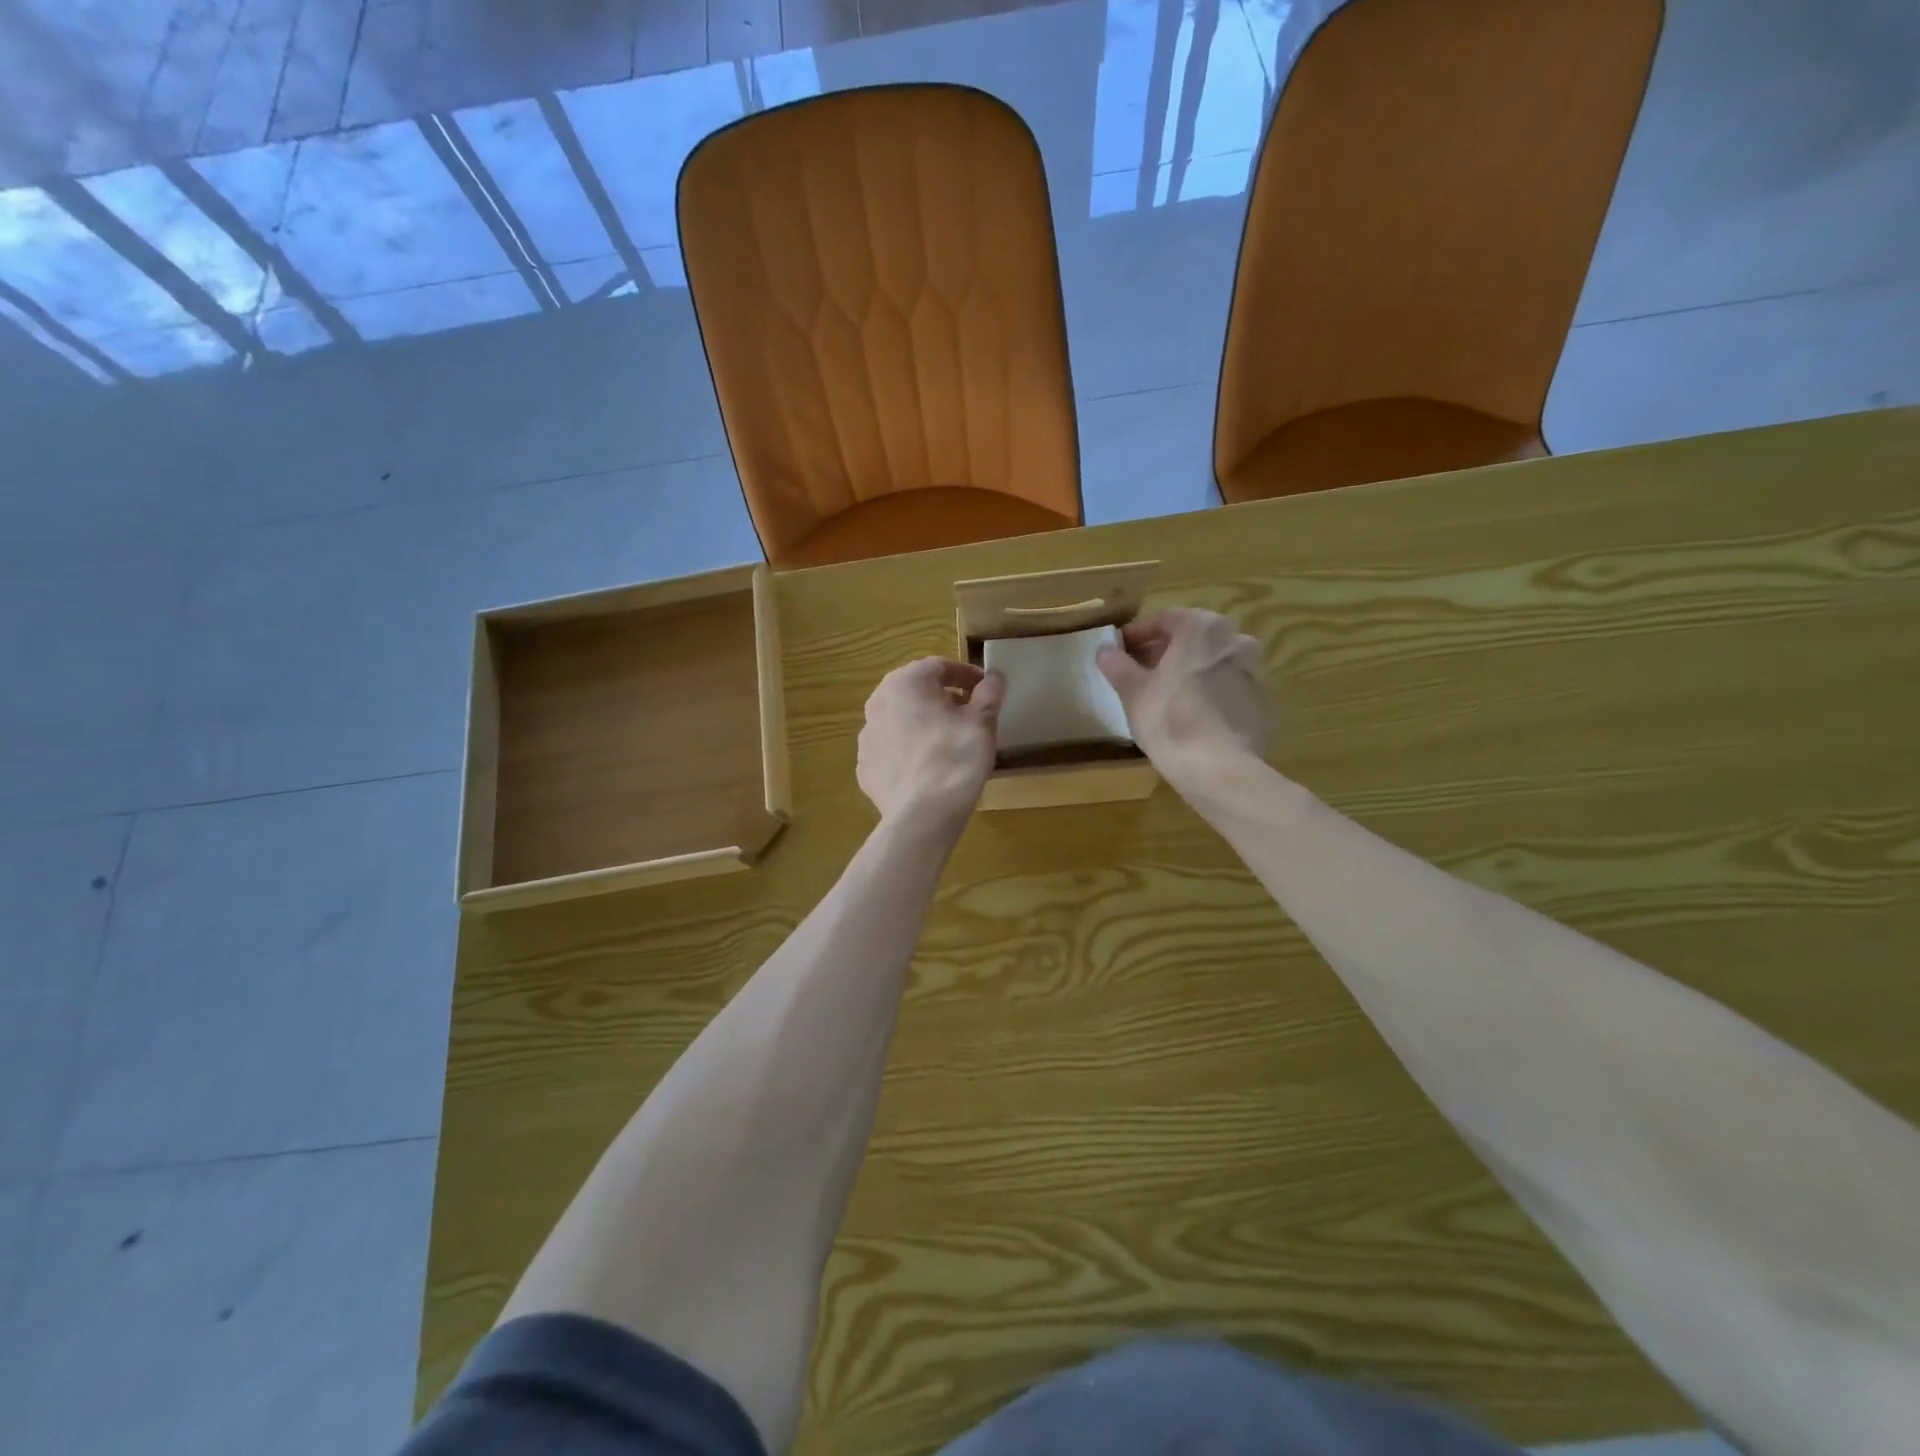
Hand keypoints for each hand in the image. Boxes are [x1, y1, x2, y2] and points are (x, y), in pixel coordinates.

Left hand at [857, 659, 1004, 830]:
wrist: (924, 814)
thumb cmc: (956, 757)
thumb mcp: (982, 722)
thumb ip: (989, 693)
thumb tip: (994, 676)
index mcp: (905, 682)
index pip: (940, 666)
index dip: (966, 675)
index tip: (985, 690)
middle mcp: (878, 702)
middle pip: (916, 691)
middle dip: (943, 698)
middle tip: (968, 714)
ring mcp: (866, 736)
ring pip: (901, 720)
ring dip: (923, 723)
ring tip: (948, 742)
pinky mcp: (865, 766)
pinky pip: (891, 749)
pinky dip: (908, 750)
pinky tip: (927, 767)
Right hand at [1096, 608, 1271, 793]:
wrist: (1220, 769)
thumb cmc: (1170, 721)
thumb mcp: (1133, 692)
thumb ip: (1117, 664)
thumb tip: (1105, 650)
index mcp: (1202, 627)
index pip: (1163, 620)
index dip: (1136, 635)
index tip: (1118, 652)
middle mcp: (1235, 638)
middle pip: (1191, 638)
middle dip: (1163, 651)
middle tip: (1139, 672)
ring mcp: (1255, 669)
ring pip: (1212, 661)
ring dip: (1188, 670)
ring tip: (1164, 694)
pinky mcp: (1263, 700)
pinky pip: (1228, 686)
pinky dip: (1209, 691)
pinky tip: (1192, 714)